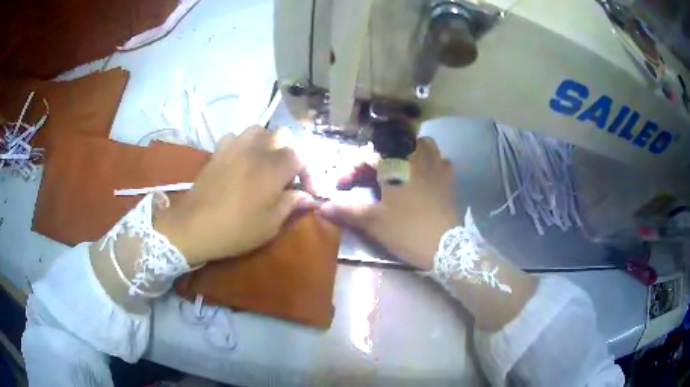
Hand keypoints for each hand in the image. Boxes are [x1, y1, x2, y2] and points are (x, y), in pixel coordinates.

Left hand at [156, 127, 313, 265]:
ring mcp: (235, 146)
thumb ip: (292, 205)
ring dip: (267, 143)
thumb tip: (307, 197)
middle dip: (289, 152)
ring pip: (259, 130)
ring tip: (264, 163)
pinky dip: (242, 145)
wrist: (194, 226)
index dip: (308, 173)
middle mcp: (257, 149)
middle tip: (286, 175)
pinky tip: (240, 160)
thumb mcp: (271, 224)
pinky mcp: (218, 151)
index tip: (306, 192)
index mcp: (274, 167)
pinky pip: (235, 137)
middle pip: (282, 135)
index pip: (302, 156)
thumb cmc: (236, 229)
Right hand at [320, 137, 457, 269]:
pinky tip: (426, 175)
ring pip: (424, 144)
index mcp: (395, 166)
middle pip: (395, 144)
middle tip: (369, 175)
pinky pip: (441, 160)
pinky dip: (432, 162)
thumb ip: (348, 210)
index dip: (351, 169)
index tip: (341, 186)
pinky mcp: (448, 180)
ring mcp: (436, 168)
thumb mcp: (374, 222)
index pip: (367, 156)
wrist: (445, 247)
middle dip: (378, 155)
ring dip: (409, 150)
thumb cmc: (407, 231)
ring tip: (400, 165)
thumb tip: (322, 207)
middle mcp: (416, 159)